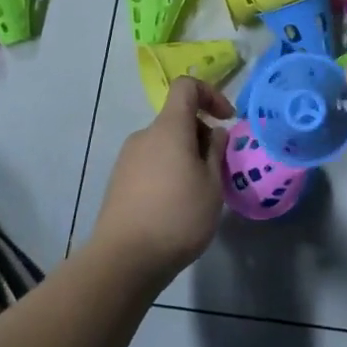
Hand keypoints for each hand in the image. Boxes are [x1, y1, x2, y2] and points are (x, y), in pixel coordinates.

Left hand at [93, 78, 234, 279]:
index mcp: (169, 128)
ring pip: (165, 144)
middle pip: (177, 119)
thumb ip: (216, 153)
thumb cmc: (178, 217)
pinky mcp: (119, 181)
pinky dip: (168, 172)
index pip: (186, 87)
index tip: (227, 120)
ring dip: (185, 157)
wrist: (124, 260)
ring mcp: (127, 158)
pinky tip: (175, 207)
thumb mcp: (212, 185)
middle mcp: (145, 135)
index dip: (210, 94)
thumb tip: (214, 133)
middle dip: (201, 137)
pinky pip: (151, 163)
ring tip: (198, 194)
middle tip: (217, 171)